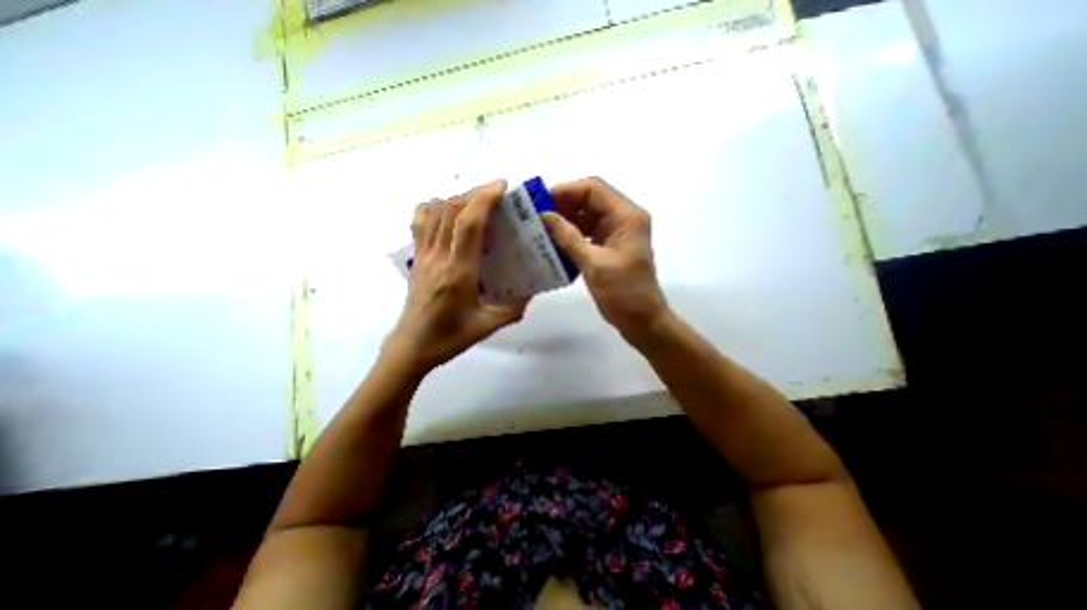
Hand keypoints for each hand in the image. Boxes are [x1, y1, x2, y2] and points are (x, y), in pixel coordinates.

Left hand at [385, 178, 531, 371]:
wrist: (411, 347)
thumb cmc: (450, 337)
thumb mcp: (489, 325)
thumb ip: (514, 307)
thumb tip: (530, 290)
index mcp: (458, 271)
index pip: (469, 223)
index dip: (484, 198)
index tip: (501, 186)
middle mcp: (438, 257)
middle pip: (451, 210)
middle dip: (474, 194)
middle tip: (496, 195)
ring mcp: (423, 256)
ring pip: (434, 212)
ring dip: (455, 200)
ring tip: (475, 204)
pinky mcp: (417, 260)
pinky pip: (420, 223)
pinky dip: (434, 209)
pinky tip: (448, 216)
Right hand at [544, 175, 671, 337]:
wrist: (642, 320)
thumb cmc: (624, 293)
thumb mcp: (594, 264)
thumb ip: (568, 237)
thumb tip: (544, 215)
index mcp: (627, 216)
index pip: (594, 189)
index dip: (567, 190)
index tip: (541, 202)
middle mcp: (623, 218)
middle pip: (589, 200)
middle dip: (563, 206)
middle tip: (535, 216)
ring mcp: (616, 233)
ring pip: (586, 217)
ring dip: (565, 221)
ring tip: (540, 229)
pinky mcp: (609, 247)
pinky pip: (586, 233)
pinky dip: (570, 236)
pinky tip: (552, 243)